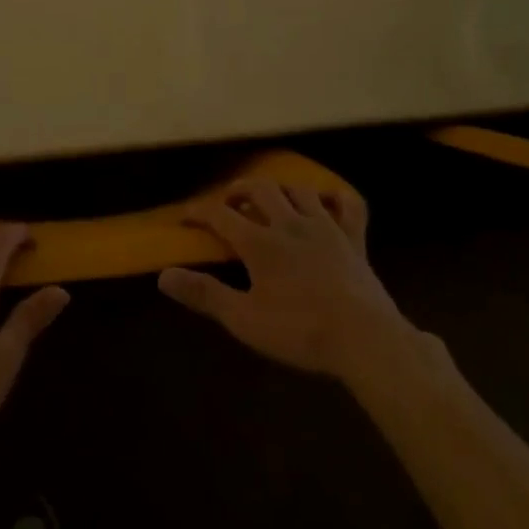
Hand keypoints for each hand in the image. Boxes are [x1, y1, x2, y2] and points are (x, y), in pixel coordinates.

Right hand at [158, 178, 410, 384]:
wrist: (364, 338)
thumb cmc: (300, 330)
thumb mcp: (244, 319)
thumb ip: (204, 294)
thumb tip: (164, 276)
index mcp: (260, 241)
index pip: (221, 214)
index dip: (200, 211)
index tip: (186, 216)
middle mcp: (290, 223)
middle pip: (259, 190)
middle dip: (239, 190)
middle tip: (228, 202)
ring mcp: (325, 227)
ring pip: (298, 190)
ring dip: (280, 189)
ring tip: (270, 199)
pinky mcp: (354, 239)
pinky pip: (348, 205)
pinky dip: (336, 197)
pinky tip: (328, 200)